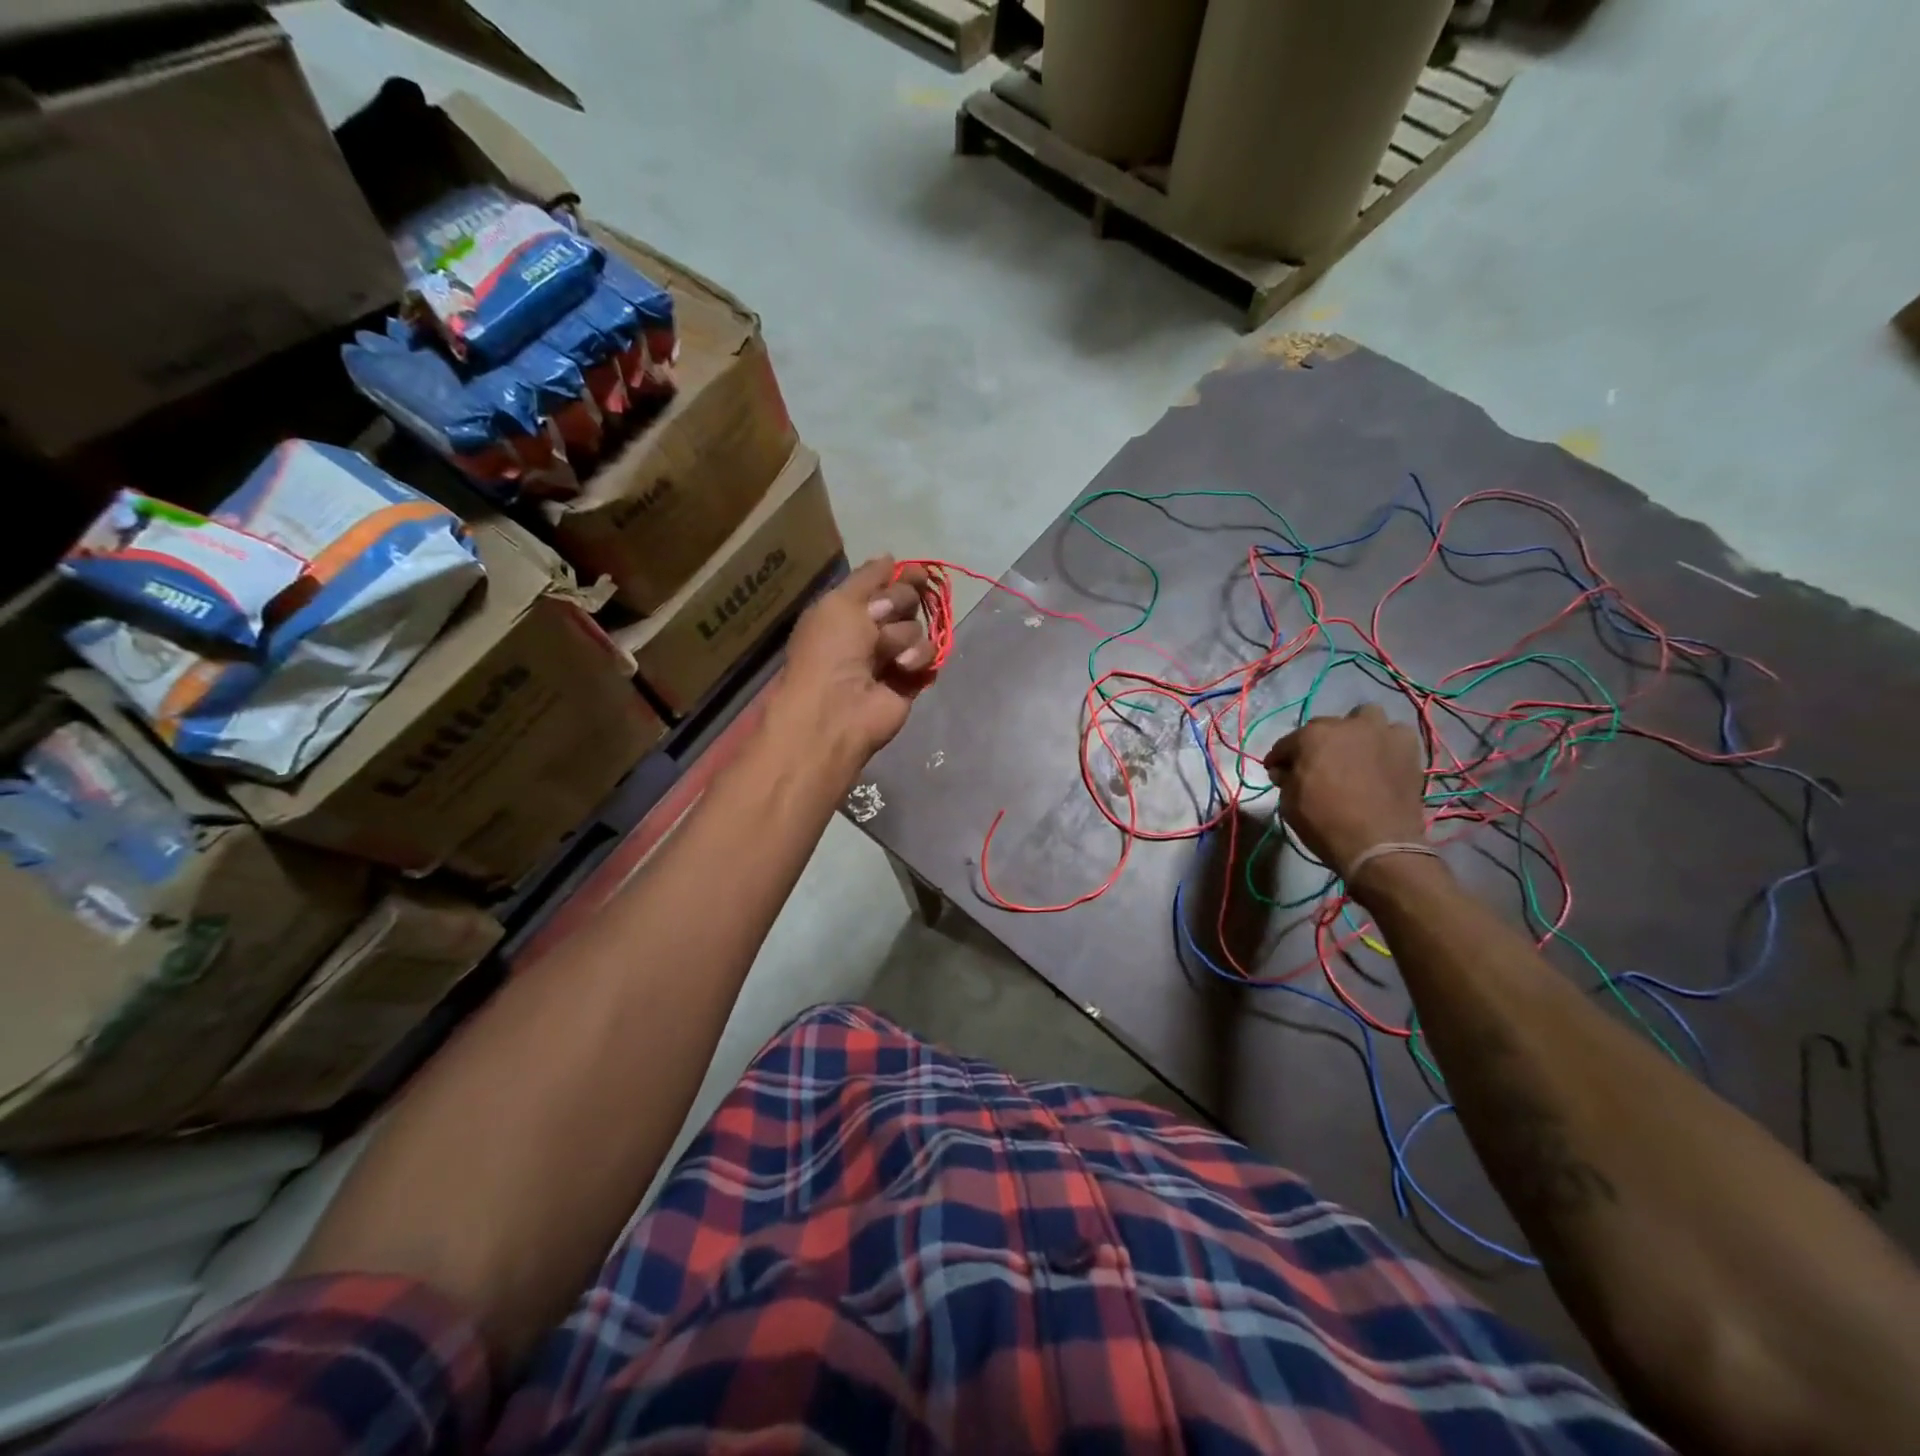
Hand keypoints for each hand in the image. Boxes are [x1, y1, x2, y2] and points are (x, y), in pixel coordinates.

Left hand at [772, 557, 932, 776]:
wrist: (837, 707)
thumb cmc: (830, 650)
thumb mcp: (839, 602)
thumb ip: (867, 577)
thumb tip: (890, 558)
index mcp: (846, 612)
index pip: (882, 584)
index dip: (900, 578)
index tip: (917, 574)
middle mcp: (869, 632)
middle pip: (905, 602)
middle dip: (899, 605)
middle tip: (882, 618)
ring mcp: (891, 658)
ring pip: (917, 629)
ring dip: (902, 637)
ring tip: (887, 656)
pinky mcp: (911, 681)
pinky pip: (929, 657)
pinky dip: (919, 659)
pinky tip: (904, 668)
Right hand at [1263, 704, 1427, 880]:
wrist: (1379, 845)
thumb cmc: (1324, 822)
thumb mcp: (1289, 803)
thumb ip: (1286, 779)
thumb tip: (1286, 771)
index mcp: (1312, 736)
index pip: (1287, 743)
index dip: (1279, 759)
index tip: (1277, 771)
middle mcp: (1346, 725)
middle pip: (1324, 727)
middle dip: (1317, 744)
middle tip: (1316, 766)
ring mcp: (1381, 734)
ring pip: (1366, 718)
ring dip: (1356, 731)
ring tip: (1353, 753)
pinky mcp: (1408, 749)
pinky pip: (1394, 735)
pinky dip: (1385, 744)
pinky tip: (1380, 760)